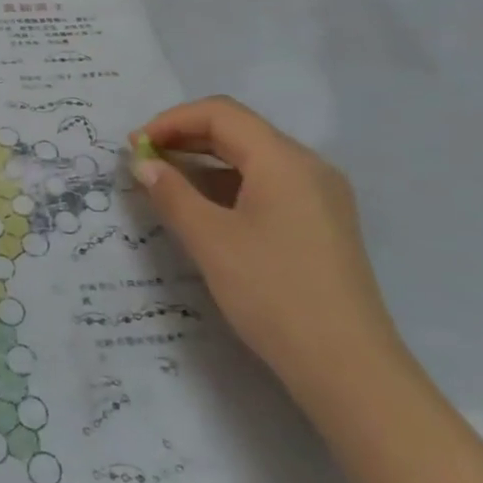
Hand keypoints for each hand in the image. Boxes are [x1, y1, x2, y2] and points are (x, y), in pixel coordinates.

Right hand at [132, 96, 402, 412]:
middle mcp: (307, 165)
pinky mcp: (323, 222)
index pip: (220, 114)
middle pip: (239, 130)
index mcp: (283, 159)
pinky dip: (230, 185)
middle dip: (186, 138)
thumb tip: (142, 164)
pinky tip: (206, 209)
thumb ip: (171, 193)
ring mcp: (320, 194)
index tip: (134, 146)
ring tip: (166, 184)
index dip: (171, 121)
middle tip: (143, 161)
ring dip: (206, 162)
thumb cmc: (273, 294)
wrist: (348, 368)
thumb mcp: (210, 240)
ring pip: (254, 158)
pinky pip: (269, 184)